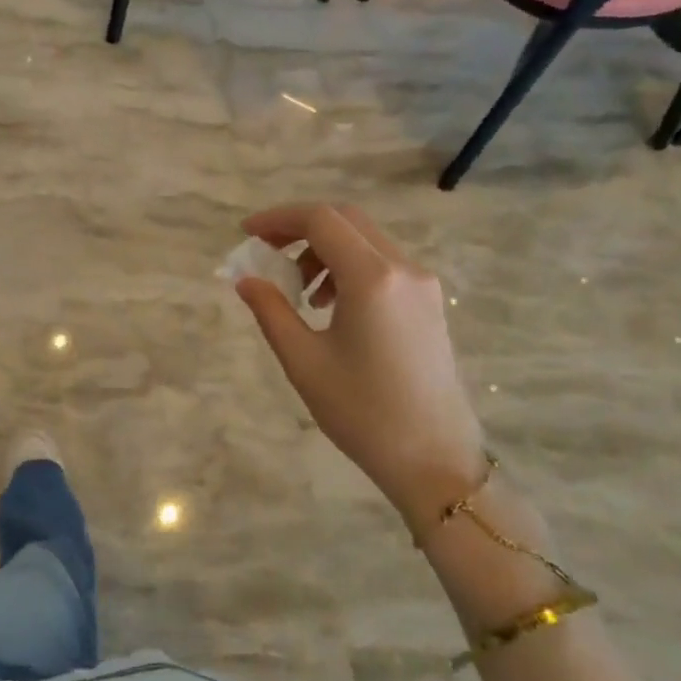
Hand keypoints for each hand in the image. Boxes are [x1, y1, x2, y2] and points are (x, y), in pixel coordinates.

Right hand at [236, 203, 485, 529]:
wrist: (435, 460)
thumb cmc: (363, 412)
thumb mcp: (304, 361)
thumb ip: (271, 310)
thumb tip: (245, 279)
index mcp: (372, 278)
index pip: (320, 220)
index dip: (278, 219)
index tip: (247, 234)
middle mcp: (403, 269)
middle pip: (346, 220)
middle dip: (300, 227)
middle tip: (266, 250)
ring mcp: (423, 284)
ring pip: (366, 240)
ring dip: (325, 249)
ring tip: (300, 291)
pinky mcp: (429, 303)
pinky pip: (383, 264)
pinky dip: (348, 267)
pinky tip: (331, 306)